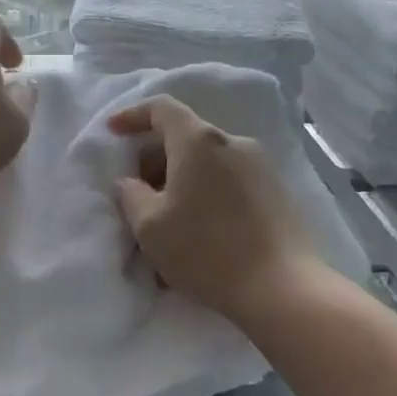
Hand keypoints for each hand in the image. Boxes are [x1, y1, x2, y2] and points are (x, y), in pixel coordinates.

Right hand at [109, 95, 326, 327]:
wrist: (282, 287)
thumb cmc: (206, 251)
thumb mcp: (150, 226)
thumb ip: (130, 194)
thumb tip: (130, 182)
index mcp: (199, 142)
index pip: (162, 108)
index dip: (133, 115)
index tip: (113, 132)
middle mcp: (232, 142)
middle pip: (185, 135)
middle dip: (155, 156)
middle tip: (137, 190)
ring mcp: (260, 165)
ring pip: (208, 159)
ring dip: (181, 177)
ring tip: (167, 216)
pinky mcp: (277, 190)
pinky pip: (229, 178)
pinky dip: (206, 190)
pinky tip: (198, 228)